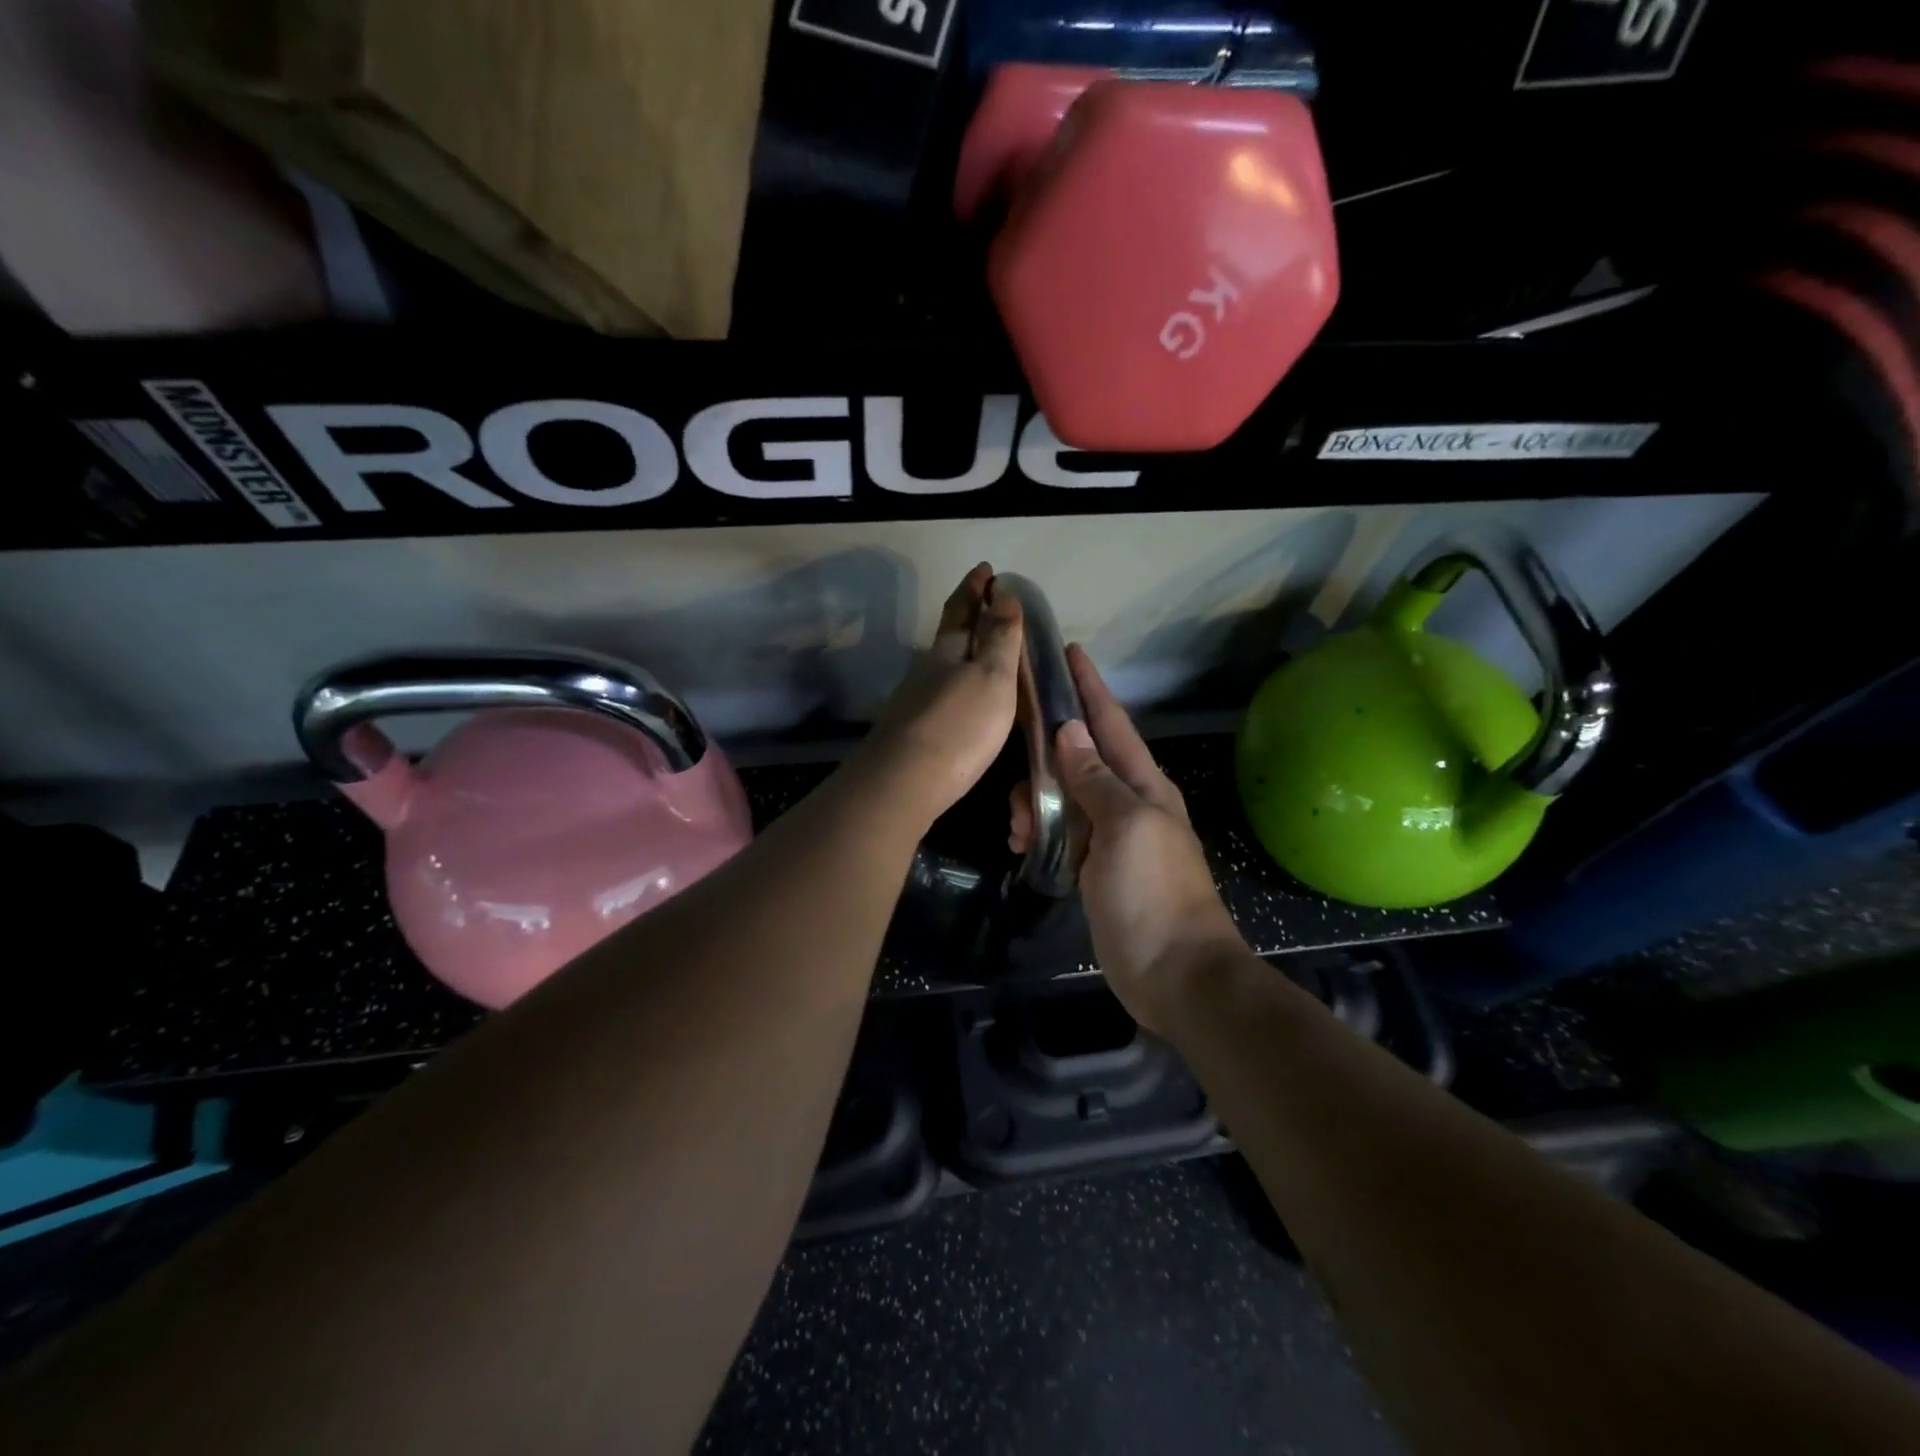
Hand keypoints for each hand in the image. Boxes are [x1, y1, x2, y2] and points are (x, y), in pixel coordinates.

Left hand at [853, 564, 1022, 828]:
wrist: (904, 782)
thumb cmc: (958, 726)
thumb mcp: (991, 676)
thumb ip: (999, 637)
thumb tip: (1003, 592)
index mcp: (949, 650)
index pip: (962, 608)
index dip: (975, 587)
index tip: (986, 568)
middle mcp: (928, 668)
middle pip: (948, 633)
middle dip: (967, 612)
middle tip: (985, 598)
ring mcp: (916, 700)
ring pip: (943, 663)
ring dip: (962, 648)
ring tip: (983, 646)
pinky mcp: (914, 730)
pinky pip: (941, 691)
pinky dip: (957, 681)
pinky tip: (963, 694)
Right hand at [1018, 646, 1244, 1033]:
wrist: (1174, 973)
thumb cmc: (1153, 893)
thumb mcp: (1126, 826)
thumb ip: (1096, 778)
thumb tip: (1071, 731)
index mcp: (1144, 785)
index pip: (1112, 722)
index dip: (1090, 687)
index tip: (1067, 651)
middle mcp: (1128, 802)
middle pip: (1080, 755)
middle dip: (1046, 748)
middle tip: (1013, 751)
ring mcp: (1111, 837)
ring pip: (1064, 795)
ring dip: (1036, 798)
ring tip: (1017, 824)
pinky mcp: (1094, 867)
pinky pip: (1060, 831)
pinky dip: (1038, 829)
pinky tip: (1020, 841)